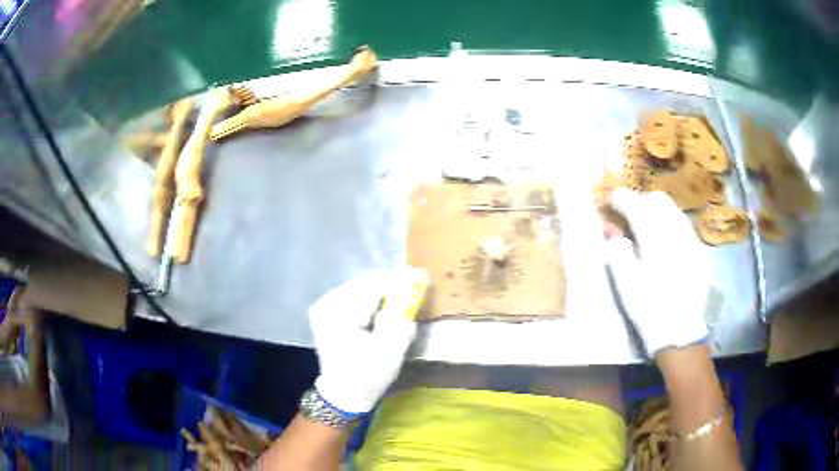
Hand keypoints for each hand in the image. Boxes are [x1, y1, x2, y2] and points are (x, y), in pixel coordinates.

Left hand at [309, 267, 427, 414]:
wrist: (343, 394)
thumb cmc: (367, 377)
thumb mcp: (390, 352)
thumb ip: (400, 319)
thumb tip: (411, 290)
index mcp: (338, 313)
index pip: (372, 286)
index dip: (398, 280)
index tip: (421, 277)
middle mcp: (327, 303)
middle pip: (365, 283)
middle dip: (391, 285)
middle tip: (416, 286)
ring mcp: (325, 306)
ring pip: (361, 288)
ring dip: (383, 291)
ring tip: (403, 297)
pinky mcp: (328, 311)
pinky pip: (355, 296)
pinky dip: (373, 299)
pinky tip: (385, 307)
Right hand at [604, 189, 710, 357]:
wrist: (680, 331)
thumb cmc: (649, 307)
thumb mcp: (625, 283)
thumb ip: (617, 250)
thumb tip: (612, 230)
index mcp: (654, 237)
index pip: (636, 204)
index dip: (621, 198)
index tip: (611, 200)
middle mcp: (676, 231)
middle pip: (659, 200)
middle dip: (642, 201)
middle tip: (630, 216)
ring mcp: (692, 240)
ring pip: (674, 211)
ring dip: (658, 212)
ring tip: (649, 229)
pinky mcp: (700, 252)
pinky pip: (684, 227)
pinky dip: (671, 227)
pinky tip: (667, 245)